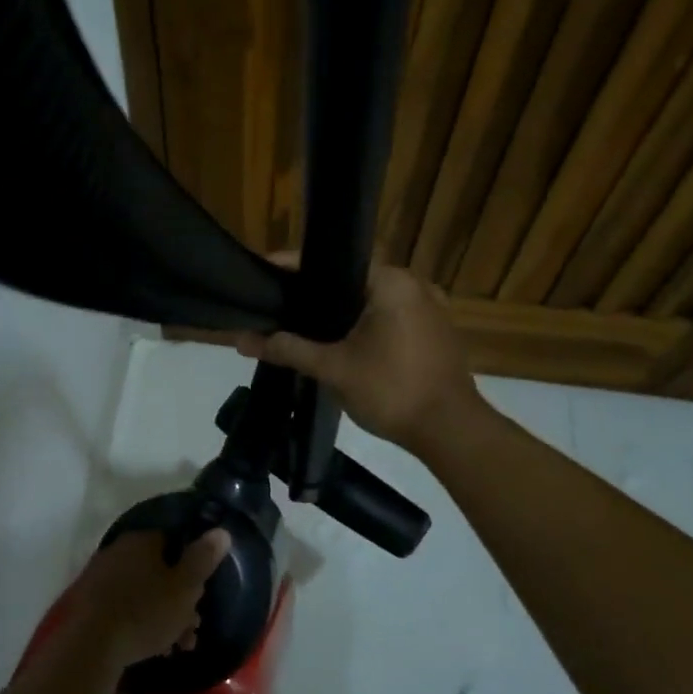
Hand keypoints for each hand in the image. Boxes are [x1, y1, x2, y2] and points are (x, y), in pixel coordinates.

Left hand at [66, 528, 231, 666]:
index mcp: (141, 540)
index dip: (192, 568)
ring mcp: (101, 576)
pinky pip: (124, 606)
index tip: (200, 594)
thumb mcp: (185, 587)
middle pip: (159, 571)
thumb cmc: (146, 613)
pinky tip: (152, 647)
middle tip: (191, 628)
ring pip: (143, 592)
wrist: (92, 646)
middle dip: (179, 600)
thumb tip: (221, 531)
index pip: (174, 542)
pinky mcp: (89, 601)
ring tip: (176, 646)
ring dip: (163, 617)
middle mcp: (118, 550)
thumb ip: (203, 558)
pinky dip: (140, 622)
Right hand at [236, 265, 478, 453]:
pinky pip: (387, 316)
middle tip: (277, 302)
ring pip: (370, 300)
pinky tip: (337, 341)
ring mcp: (429, 308)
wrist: (450, 431)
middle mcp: (414, 284)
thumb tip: (241, 339)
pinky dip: (361, 324)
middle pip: (351, 279)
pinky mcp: (434, 331)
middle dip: (314, 292)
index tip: (262, 272)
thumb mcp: (333, 369)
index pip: (332, 262)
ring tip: (299, 322)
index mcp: (391, 282)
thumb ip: (288, 349)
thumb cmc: (391, 391)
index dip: (293, 268)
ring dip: (339, 311)